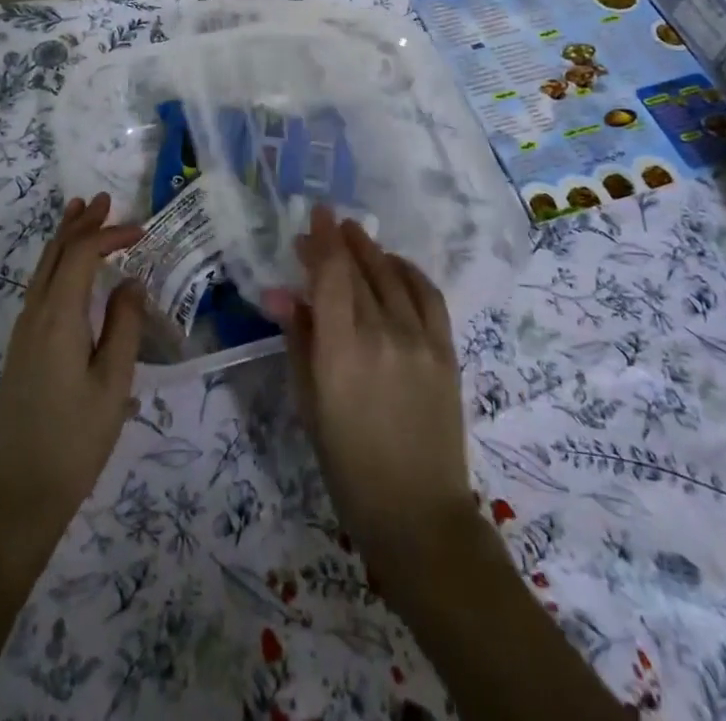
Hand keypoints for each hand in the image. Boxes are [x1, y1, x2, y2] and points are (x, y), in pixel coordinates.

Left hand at [0, 193, 144, 562]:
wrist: (19, 497)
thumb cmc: (75, 442)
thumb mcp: (113, 384)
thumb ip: (124, 327)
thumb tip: (131, 282)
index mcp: (57, 319)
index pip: (81, 256)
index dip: (109, 234)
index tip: (142, 231)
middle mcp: (34, 316)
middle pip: (54, 254)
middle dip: (79, 223)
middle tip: (103, 199)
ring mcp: (23, 333)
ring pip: (42, 269)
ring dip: (64, 239)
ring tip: (81, 214)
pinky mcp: (22, 349)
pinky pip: (39, 288)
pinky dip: (55, 264)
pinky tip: (68, 269)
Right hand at [273, 207, 484, 596]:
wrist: (417, 511)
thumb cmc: (347, 464)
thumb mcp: (309, 403)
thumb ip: (298, 339)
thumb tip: (279, 293)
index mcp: (341, 350)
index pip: (331, 274)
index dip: (322, 239)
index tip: (315, 214)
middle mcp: (381, 334)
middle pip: (360, 269)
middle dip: (340, 241)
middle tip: (326, 226)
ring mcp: (419, 339)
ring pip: (392, 276)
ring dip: (372, 250)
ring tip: (356, 235)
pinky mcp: (445, 349)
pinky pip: (428, 294)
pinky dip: (409, 271)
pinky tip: (395, 264)